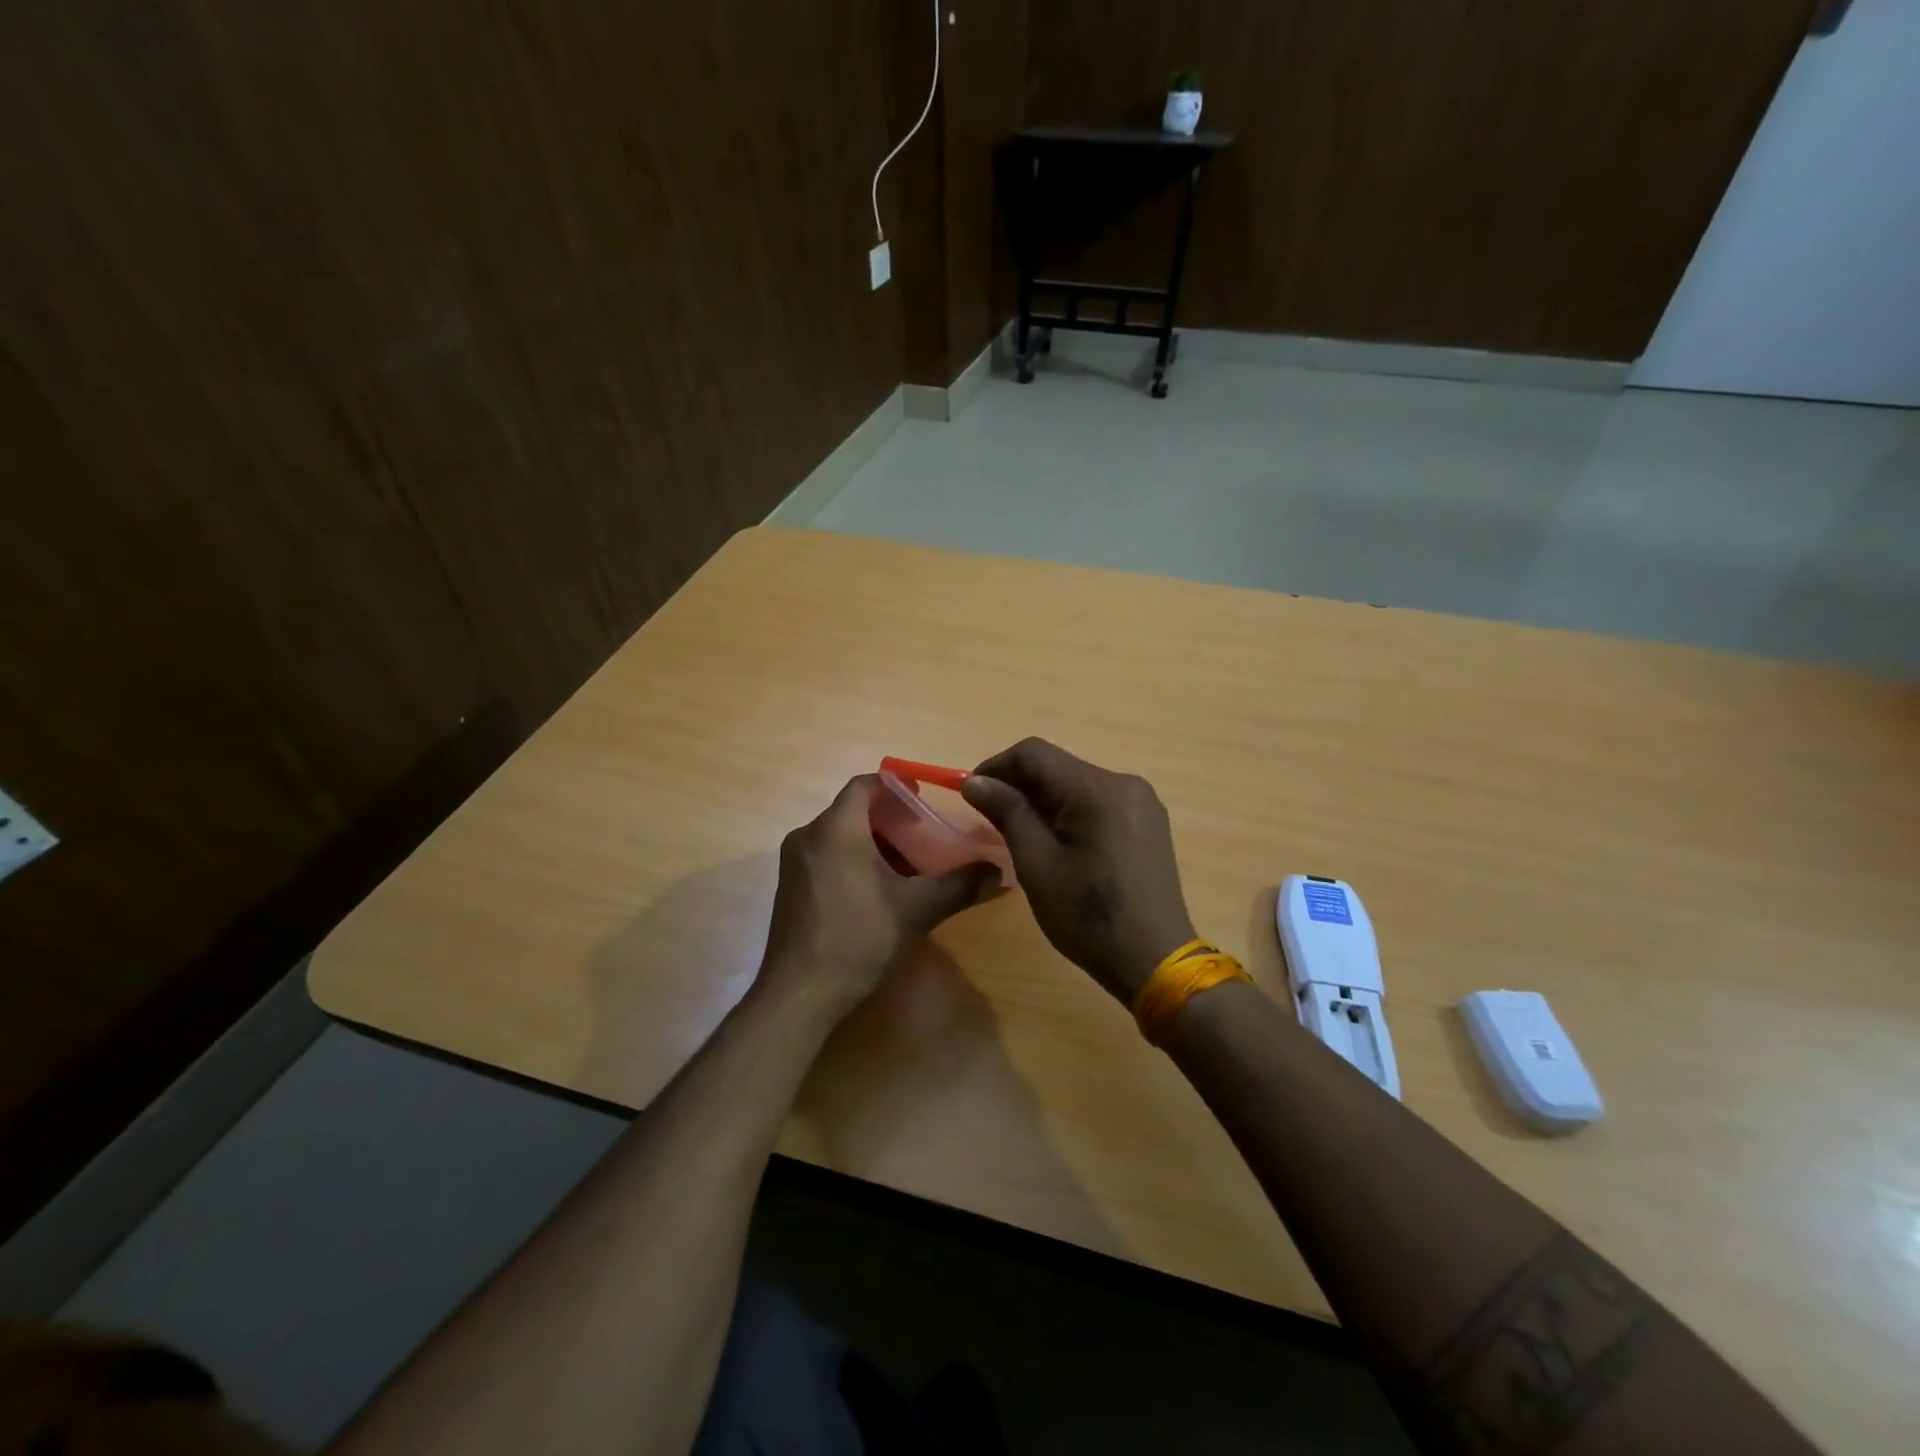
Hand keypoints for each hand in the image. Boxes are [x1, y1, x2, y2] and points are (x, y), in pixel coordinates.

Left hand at [759, 774, 996, 1018]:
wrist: (798, 994)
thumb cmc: (857, 939)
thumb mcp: (915, 910)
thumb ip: (958, 885)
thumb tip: (999, 872)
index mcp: (836, 829)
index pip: (864, 784)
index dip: (895, 784)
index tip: (924, 797)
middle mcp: (808, 836)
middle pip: (852, 810)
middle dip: (890, 817)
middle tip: (924, 834)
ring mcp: (794, 863)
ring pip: (838, 834)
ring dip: (872, 840)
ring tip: (907, 864)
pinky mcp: (790, 887)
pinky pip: (825, 855)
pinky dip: (852, 858)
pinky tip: (877, 890)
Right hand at [962, 738, 1195, 1003]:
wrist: (1154, 960)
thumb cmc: (1088, 916)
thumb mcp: (1037, 864)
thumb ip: (1008, 813)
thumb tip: (975, 781)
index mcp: (1097, 789)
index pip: (1034, 753)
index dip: (996, 767)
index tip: (972, 795)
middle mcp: (1124, 782)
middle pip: (1058, 765)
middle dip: (1019, 784)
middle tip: (990, 818)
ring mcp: (1142, 802)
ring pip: (1077, 782)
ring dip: (1043, 798)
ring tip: (1020, 831)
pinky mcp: (1148, 821)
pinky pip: (1098, 800)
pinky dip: (1070, 810)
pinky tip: (1057, 840)